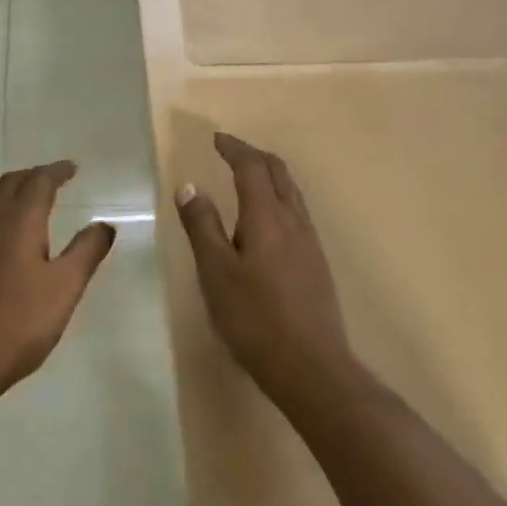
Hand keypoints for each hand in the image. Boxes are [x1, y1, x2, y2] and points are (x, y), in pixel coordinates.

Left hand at [0, 161, 115, 406]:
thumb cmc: (16, 326)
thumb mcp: (64, 289)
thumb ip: (86, 252)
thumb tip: (104, 224)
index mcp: (17, 222)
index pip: (38, 182)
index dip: (56, 171)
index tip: (71, 168)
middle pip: (8, 186)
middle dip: (31, 178)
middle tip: (51, 180)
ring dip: (8, 199)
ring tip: (26, 210)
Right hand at [175, 132, 354, 395]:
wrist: (311, 366)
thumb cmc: (255, 318)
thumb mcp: (216, 273)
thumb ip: (203, 227)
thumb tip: (190, 186)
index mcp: (267, 217)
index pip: (252, 168)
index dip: (234, 149)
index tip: (216, 139)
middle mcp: (294, 221)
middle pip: (279, 173)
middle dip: (255, 156)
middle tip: (231, 152)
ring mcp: (310, 243)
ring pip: (292, 194)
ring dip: (270, 177)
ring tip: (247, 180)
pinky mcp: (316, 264)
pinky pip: (297, 214)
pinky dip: (278, 200)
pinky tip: (266, 223)